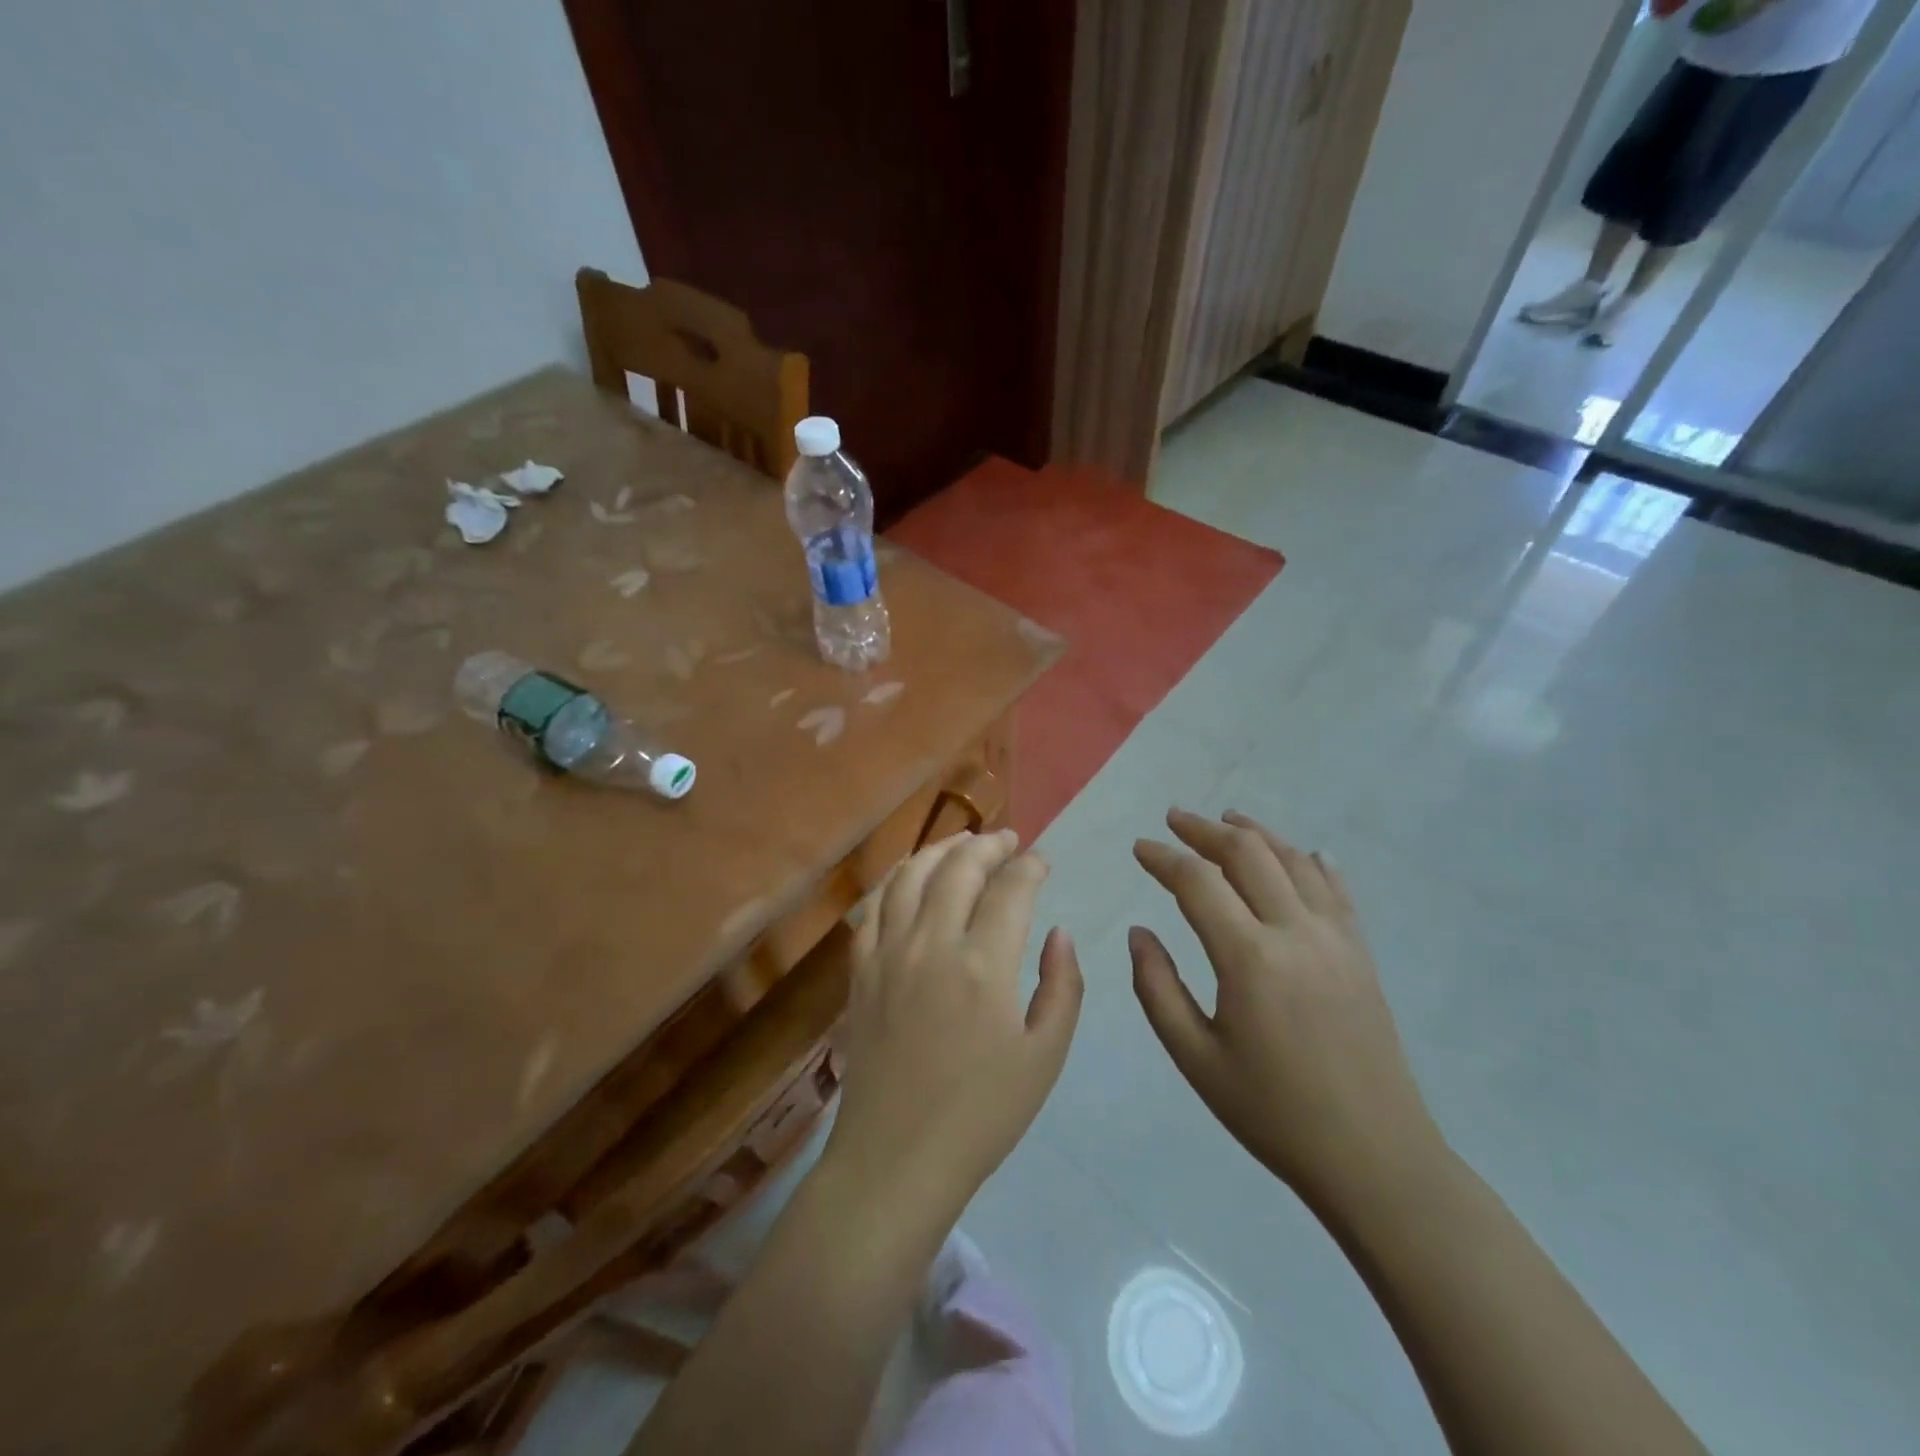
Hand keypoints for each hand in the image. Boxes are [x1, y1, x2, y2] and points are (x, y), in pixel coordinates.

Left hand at [824, 830, 1083, 1221]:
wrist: (896, 1159)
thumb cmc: (981, 1115)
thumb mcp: (1045, 1057)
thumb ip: (1061, 986)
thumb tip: (1058, 932)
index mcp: (984, 964)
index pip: (1011, 888)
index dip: (1031, 866)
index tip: (1042, 861)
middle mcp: (932, 943)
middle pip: (959, 867)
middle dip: (988, 845)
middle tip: (1008, 841)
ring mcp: (888, 953)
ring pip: (910, 875)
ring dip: (940, 849)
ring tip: (962, 844)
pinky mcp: (861, 970)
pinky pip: (874, 907)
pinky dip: (896, 880)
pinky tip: (910, 879)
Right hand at [1131, 809, 1443, 1212]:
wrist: (1375, 1158)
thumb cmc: (1273, 1113)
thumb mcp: (1195, 1059)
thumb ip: (1157, 988)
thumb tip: (1139, 932)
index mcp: (1249, 959)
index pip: (1197, 882)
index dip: (1163, 857)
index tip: (1139, 847)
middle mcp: (1295, 932)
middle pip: (1248, 854)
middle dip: (1205, 829)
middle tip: (1174, 818)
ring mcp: (1336, 938)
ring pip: (1293, 860)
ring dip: (1256, 833)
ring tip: (1226, 817)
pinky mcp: (1360, 953)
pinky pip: (1335, 889)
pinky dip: (1311, 861)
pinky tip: (1301, 852)